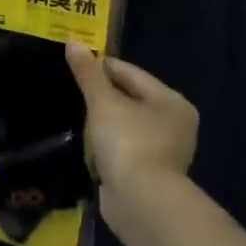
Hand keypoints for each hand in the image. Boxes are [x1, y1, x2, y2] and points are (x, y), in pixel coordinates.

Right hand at [65, 42, 198, 202]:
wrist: (141, 203)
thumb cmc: (128, 142)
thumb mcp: (103, 102)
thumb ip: (88, 74)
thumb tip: (73, 42)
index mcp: (171, 102)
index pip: (131, 73)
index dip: (101, 66)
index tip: (74, 63)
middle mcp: (174, 125)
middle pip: (130, 99)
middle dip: (102, 95)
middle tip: (71, 88)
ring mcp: (163, 152)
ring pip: (125, 125)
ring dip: (103, 122)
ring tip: (76, 116)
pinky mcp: (148, 174)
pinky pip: (122, 149)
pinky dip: (106, 146)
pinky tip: (86, 145)